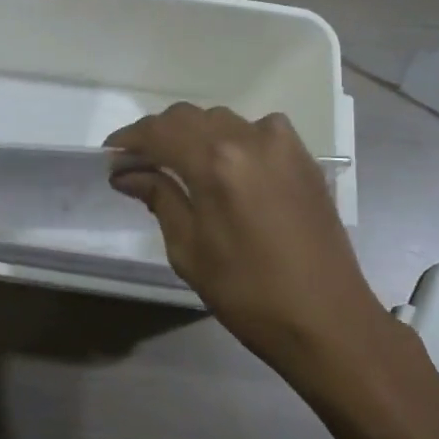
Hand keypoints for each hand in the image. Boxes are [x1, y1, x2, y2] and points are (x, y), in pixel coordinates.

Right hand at [107, 105, 394, 379]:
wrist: (328, 320)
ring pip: (222, 120)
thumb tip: (127, 173)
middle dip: (158, 135)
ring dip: (194, 135)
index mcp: (215, 162)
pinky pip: (257, 131)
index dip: (128, 139)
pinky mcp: (304, 157)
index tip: (110, 155)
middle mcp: (249, 138)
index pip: (159, 132)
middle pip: (188, 117)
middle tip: (139, 164)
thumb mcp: (189, 250)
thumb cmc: (248, 293)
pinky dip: (232, 140)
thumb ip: (158, 198)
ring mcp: (282, 143)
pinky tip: (228, 167)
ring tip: (180, 165)